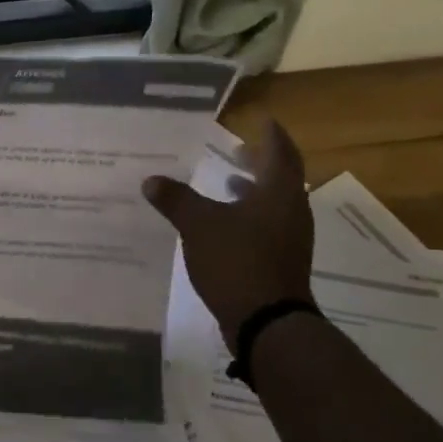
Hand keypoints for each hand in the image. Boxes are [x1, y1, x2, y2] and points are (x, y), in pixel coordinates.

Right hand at [142, 120, 314, 343]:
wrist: (267, 321)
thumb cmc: (237, 260)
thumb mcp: (198, 225)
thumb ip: (176, 199)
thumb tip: (151, 180)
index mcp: (279, 193)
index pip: (280, 152)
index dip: (271, 135)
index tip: (262, 120)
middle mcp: (291, 211)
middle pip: (280, 177)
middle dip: (259, 162)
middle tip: (239, 150)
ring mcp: (290, 239)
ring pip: (274, 204)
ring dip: (253, 190)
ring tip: (228, 183)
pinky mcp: (281, 261)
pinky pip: (267, 226)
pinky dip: (248, 215)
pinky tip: (224, 223)